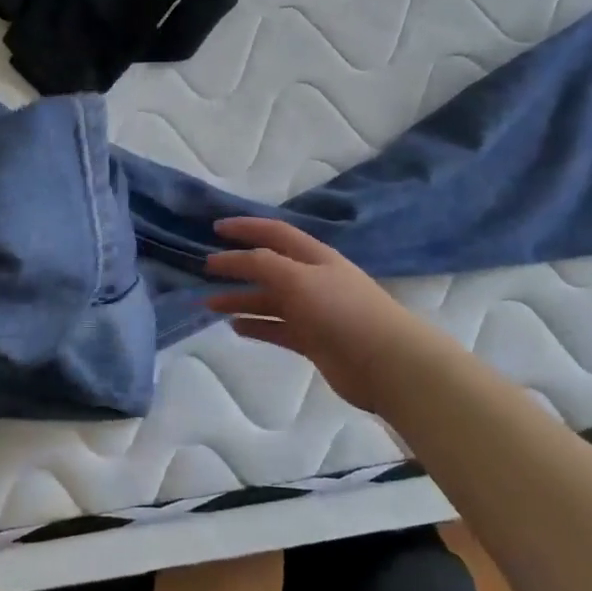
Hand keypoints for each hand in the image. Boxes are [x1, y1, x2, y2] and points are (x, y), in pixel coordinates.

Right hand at [204, 217, 464, 413]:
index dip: (245, 228)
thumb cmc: (341, 311)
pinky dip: (255, 326)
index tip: (215, 228)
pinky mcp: (313, 340)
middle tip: (205, 269)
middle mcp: (312, 280)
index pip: (274, 233)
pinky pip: (276, 328)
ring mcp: (313, 311)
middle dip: (237, 266)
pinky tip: (235, 327)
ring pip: (269, 300)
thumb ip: (263, 264)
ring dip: (239, 299)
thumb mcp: (298, 278)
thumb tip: (232, 259)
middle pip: (268, 267)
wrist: (386, 362)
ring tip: (209, 304)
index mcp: (313, 257)